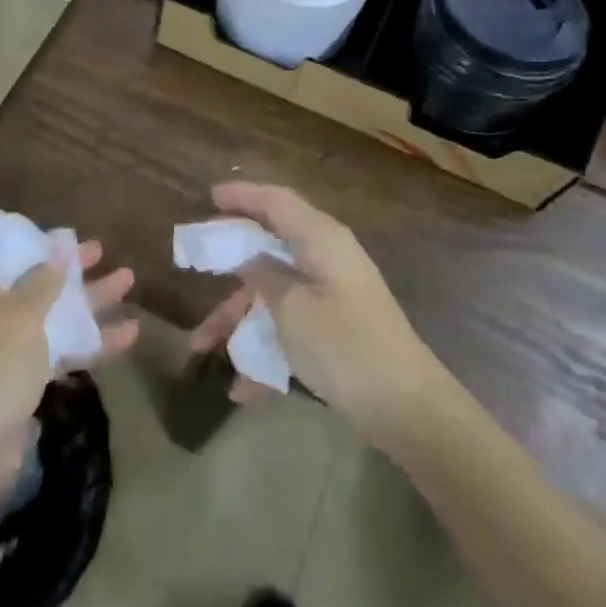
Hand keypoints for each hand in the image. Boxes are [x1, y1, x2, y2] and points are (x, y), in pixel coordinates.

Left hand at [0, 233, 137, 491]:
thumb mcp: (22, 314)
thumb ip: (44, 280)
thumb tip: (57, 250)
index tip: (34, 233)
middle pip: (23, 277)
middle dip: (62, 265)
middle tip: (98, 250)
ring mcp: (1, 348)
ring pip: (47, 314)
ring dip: (86, 299)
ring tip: (128, 280)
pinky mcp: (18, 380)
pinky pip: (55, 350)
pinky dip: (88, 342)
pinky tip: (130, 335)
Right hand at [190, 182, 440, 439]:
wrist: (409, 411)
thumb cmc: (345, 347)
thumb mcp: (292, 309)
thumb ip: (263, 275)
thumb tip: (248, 257)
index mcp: (321, 240)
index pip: (276, 202)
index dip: (242, 195)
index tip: (208, 196)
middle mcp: (328, 259)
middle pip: (270, 247)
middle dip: (230, 263)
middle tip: (196, 263)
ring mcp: (333, 296)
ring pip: (274, 293)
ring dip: (239, 318)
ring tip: (202, 346)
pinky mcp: (337, 329)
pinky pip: (290, 326)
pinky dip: (265, 349)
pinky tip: (242, 389)